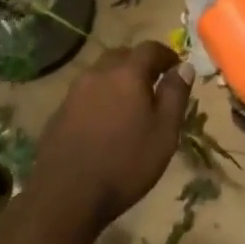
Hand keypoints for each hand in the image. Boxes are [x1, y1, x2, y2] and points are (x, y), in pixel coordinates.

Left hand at [30, 41, 193, 232]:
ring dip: (118, 80)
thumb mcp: (164, 132)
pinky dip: (100, 97)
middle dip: (140, 64)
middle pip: (122, 56)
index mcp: (127, 74)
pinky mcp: (59, 111)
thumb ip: (176, 95)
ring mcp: (74, 92)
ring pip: (101, 73)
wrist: (67, 195)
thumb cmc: (126, 163)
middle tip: (154, 83)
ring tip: (130, 103)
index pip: (150, 48)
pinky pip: (86, 93)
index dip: (167, 54)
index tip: (177, 67)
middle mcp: (98, 73)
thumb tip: (185, 67)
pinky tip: (105, 121)